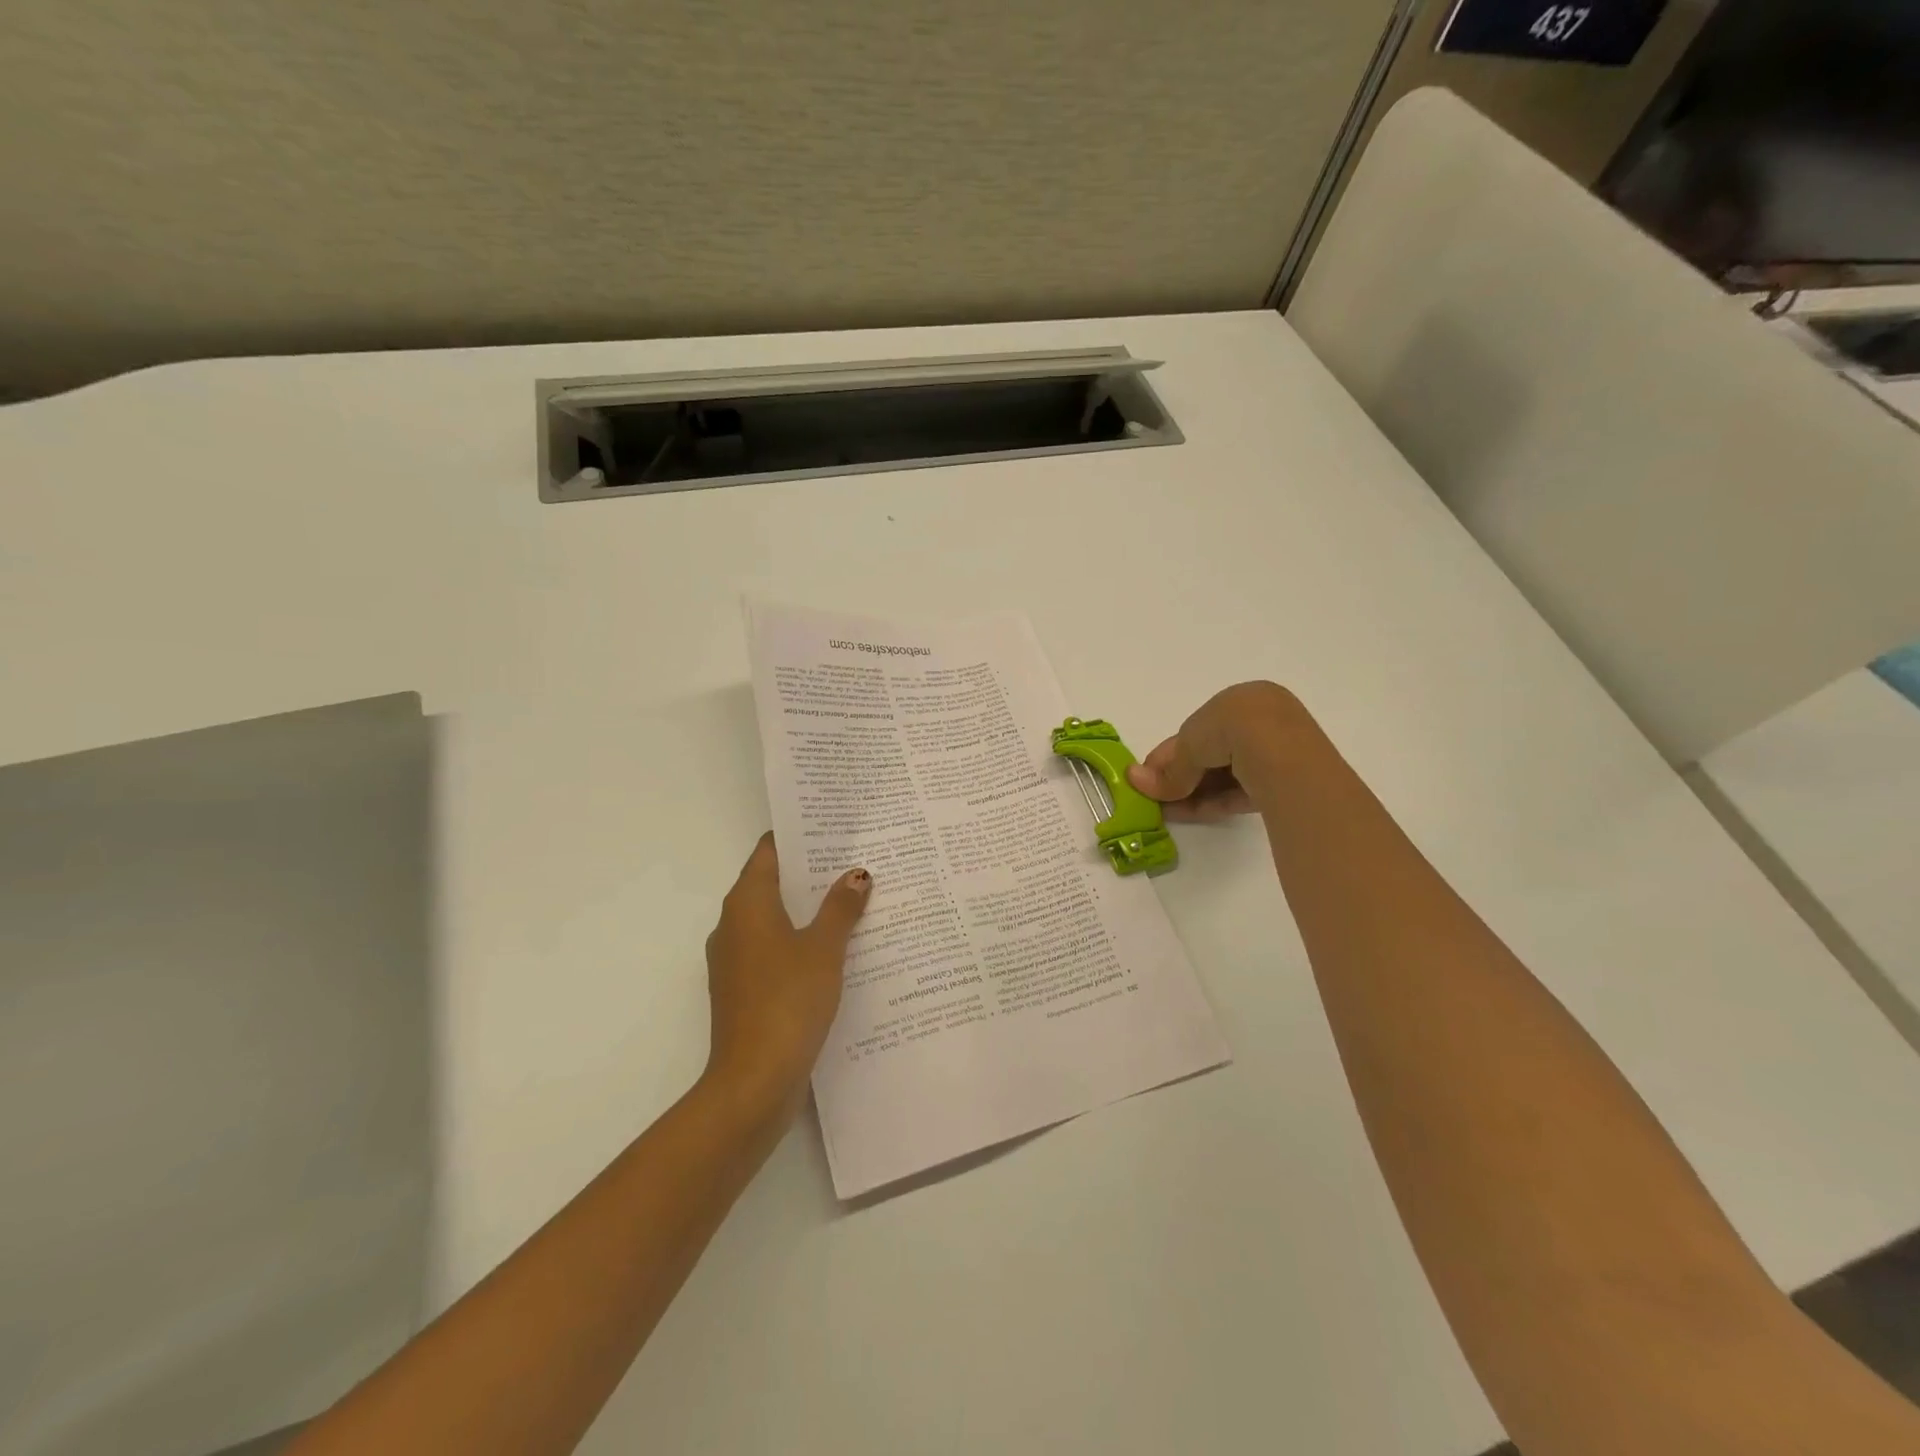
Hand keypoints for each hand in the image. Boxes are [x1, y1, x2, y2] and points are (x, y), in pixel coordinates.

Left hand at [702, 833, 871, 1120]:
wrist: (754, 1080)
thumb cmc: (788, 1000)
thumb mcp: (825, 948)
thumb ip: (841, 908)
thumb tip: (857, 874)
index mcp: (747, 904)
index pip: (768, 852)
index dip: (797, 837)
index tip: (830, 827)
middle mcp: (733, 925)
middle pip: (771, 883)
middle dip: (809, 872)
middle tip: (853, 859)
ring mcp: (734, 960)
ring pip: (773, 919)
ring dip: (807, 909)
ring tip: (852, 899)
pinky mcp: (742, 990)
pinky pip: (773, 950)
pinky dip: (799, 941)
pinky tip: (835, 949)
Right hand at [1126, 681, 1303, 821]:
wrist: (1278, 747)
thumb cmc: (1228, 728)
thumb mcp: (1188, 746)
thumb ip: (1168, 771)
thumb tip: (1133, 780)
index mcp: (1238, 701)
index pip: (1197, 731)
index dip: (1169, 755)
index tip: (1148, 777)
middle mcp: (1259, 721)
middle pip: (1211, 755)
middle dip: (1181, 778)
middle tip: (1156, 799)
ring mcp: (1276, 752)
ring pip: (1226, 776)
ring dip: (1194, 793)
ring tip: (1167, 813)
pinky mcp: (1285, 783)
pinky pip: (1242, 791)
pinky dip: (1215, 802)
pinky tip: (1190, 814)